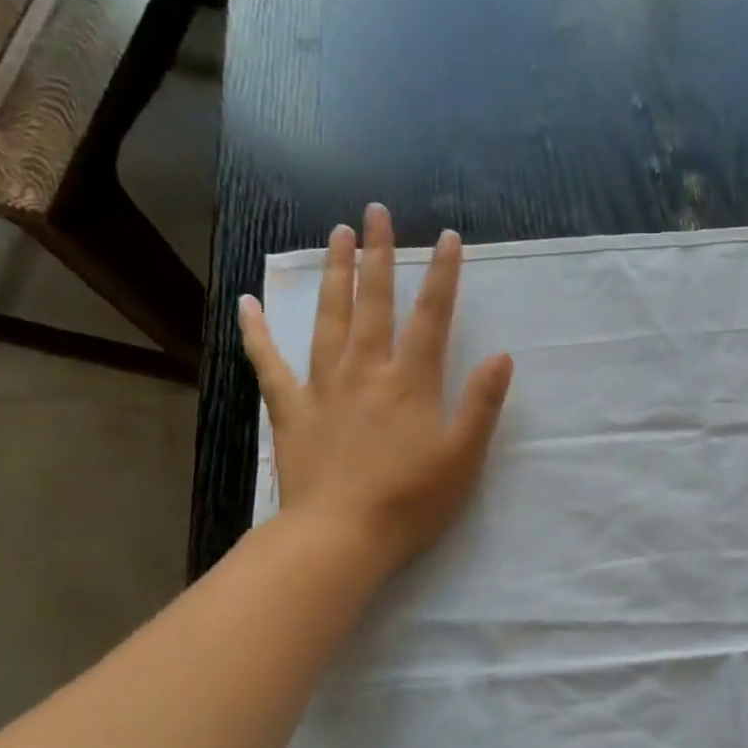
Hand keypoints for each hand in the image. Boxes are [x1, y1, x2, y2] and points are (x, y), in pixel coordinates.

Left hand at [239, 203, 513, 571]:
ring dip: (333, 275)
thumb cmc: (411, 501)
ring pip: (328, 319)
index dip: (442, 276)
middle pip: (373, 303)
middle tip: (375, 212)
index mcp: (411, 382)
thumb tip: (501, 356)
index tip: (448, 237)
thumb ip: (482, 404)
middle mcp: (366, 371)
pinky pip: (269, 364)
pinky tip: (246, 304)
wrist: (342, 535)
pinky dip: (256, 333)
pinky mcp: (291, 410)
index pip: (431, 317)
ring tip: (335, 235)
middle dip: (378, 255)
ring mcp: (323, 387)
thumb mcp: (463, 457)